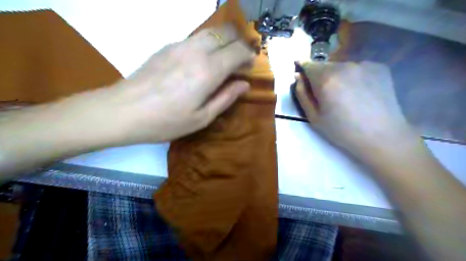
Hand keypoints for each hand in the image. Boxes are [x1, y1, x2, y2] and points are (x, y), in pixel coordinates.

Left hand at [59, 24, 256, 143]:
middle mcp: (196, 51)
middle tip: (241, 59)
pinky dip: (208, 43)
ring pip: (211, 31)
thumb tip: (244, 84)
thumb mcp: (202, 118)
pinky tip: (203, 60)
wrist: (123, 111)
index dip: (249, 56)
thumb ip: (226, 98)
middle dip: (239, 42)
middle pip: (226, 32)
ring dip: (224, 40)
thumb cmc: (166, 121)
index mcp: (208, 70)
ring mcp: (180, 45)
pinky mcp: (167, 46)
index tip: (250, 66)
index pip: (238, 50)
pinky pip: (196, 37)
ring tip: (225, 57)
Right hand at [294, 62, 417, 160]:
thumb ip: (302, 94)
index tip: (306, 82)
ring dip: (338, 77)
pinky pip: (357, 68)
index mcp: (326, 79)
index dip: (304, 72)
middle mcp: (344, 66)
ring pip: (341, 67)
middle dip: (321, 77)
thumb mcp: (313, 117)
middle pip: (324, 66)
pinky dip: (354, 77)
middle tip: (327, 96)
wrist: (381, 136)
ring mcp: (364, 64)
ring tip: (345, 96)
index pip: (307, 65)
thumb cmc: (341, 131)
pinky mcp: (379, 66)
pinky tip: (361, 92)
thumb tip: (298, 76)